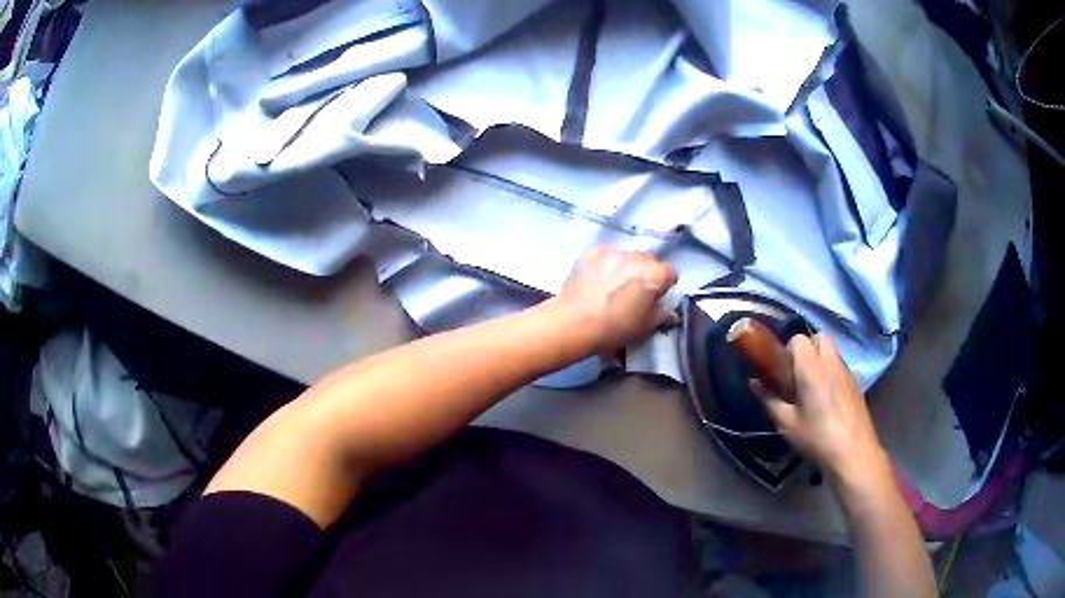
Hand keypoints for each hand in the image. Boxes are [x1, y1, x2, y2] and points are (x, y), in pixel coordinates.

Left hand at [557, 247, 676, 355]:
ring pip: (626, 257)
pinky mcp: (593, 252)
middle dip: (644, 273)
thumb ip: (659, 313)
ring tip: (611, 285)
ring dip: (624, 267)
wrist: (575, 322)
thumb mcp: (645, 327)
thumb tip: (661, 307)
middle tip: (633, 291)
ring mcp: (614, 252)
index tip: (654, 296)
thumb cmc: (615, 328)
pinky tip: (596, 280)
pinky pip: (606, 256)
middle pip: (648, 261)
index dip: (663, 285)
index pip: (669, 273)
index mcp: (656, 275)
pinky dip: (605, 265)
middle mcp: (638, 258)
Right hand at [751, 334, 888, 485]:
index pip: (798, 339)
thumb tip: (753, 382)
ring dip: (819, 359)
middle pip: (818, 337)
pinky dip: (831, 372)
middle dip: (806, 348)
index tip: (782, 372)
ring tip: (811, 388)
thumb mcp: (786, 423)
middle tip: (796, 375)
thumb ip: (769, 399)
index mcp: (811, 368)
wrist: (852, 452)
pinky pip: (840, 366)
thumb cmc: (816, 437)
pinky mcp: (856, 383)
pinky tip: (827, 400)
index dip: (787, 350)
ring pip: (831, 351)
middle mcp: (831, 362)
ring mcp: (846, 371)